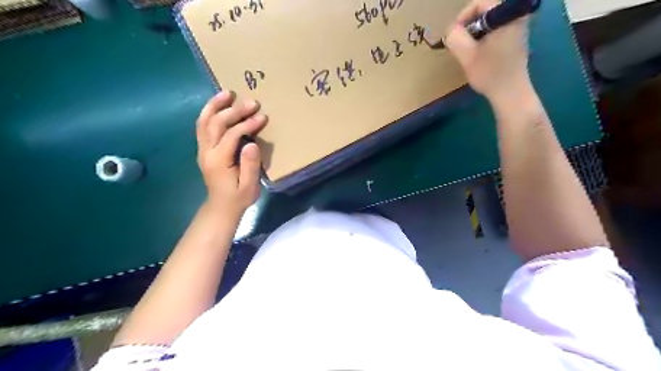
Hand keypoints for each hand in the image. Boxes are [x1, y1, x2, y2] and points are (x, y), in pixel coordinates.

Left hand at [196, 91, 267, 217]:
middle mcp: (206, 151)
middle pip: (216, 123)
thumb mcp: (249, 187)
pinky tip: (218, 105)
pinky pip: (202, 126)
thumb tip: (251, 144)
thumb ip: (250, 166)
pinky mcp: (203, 149)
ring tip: (228, 93)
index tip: (262, 117)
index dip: (247, 124)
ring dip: (215, 105)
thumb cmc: (238, 198)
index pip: (231, 135)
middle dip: (234, 111)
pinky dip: (209, 112)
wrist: (221, 207)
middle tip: (252, 102)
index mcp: (219, 160)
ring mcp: (202, 149)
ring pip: (204, 121)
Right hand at [444, 1, 530, 100]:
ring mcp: (518, 27)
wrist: (510, 92)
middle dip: (469, 27)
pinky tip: (480, 54)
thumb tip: (451, 30)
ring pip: (489, 22)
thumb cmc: (489, 73)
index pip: (480, 3)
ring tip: (468, 51)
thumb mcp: (467, 55)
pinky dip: (484, 38)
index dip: (462, 17)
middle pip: (485, 11)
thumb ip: (455, 37)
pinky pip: (496, 30)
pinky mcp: (516, 38)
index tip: (454, 36)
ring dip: (475, 34)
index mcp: (507, 15)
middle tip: (460, 45)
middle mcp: (516, 16)